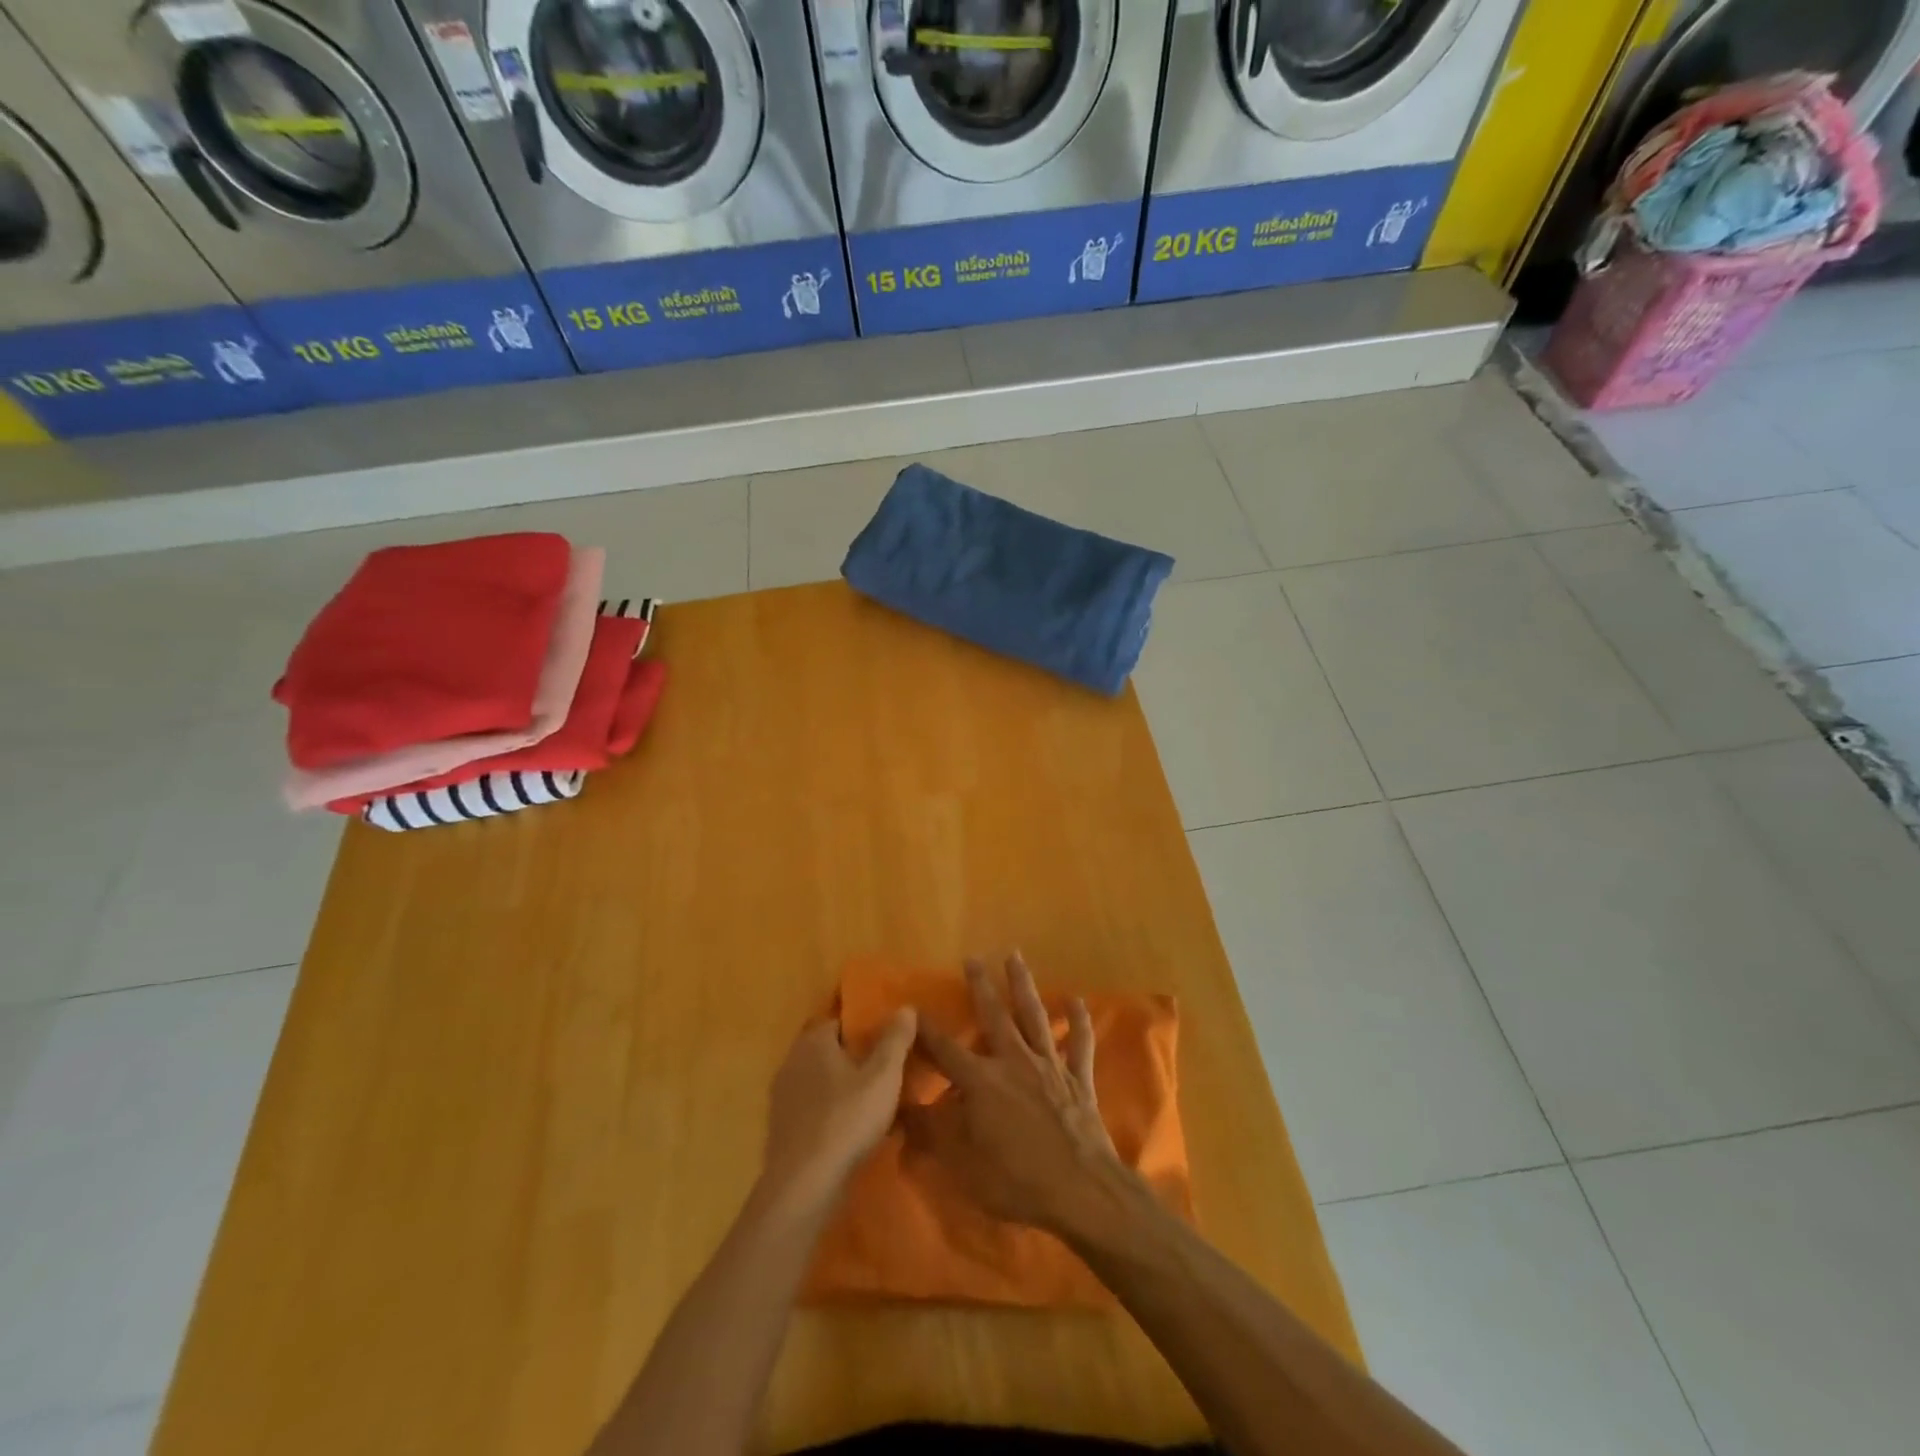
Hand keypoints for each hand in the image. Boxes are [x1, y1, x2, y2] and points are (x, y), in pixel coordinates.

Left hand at [761, 1009, 916, 1207]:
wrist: (803, 1185)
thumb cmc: (847, 1119)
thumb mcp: (883, 1076)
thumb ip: (895, 1039)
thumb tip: (905, 1007)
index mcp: (814, 1041)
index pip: (840, 1021)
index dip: (865, 1029)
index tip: (887, 1042)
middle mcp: (792, 1061)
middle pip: (830, 1051)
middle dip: (855, 1059)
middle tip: (885, 1073)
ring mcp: (783, 1096)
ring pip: (821, 1081)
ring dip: (843, 1088)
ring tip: (873, 1103)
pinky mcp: (781, 1128)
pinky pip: (813, 1109)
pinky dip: (830, 1113)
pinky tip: (851, 1131)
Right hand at [902, 953, 1126, 1235]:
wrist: (1082, 1191)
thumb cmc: (1018, 1182)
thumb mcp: (964, 1166)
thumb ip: (932, 1135)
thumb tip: (900, 1113)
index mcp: (982, 1082)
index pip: (946, 1050)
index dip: (927, 1031)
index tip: (912, 1008)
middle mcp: (1014, 1062)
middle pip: (994, 1016)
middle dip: (981, 986)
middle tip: (973, 958)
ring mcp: (1049, 1066)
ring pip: (1034, 1016)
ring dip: (1023, 985)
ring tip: (1015, 956)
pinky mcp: (1078, 1078)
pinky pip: (1079, 1044)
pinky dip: (1078, 1021)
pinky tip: (1078, 1000)